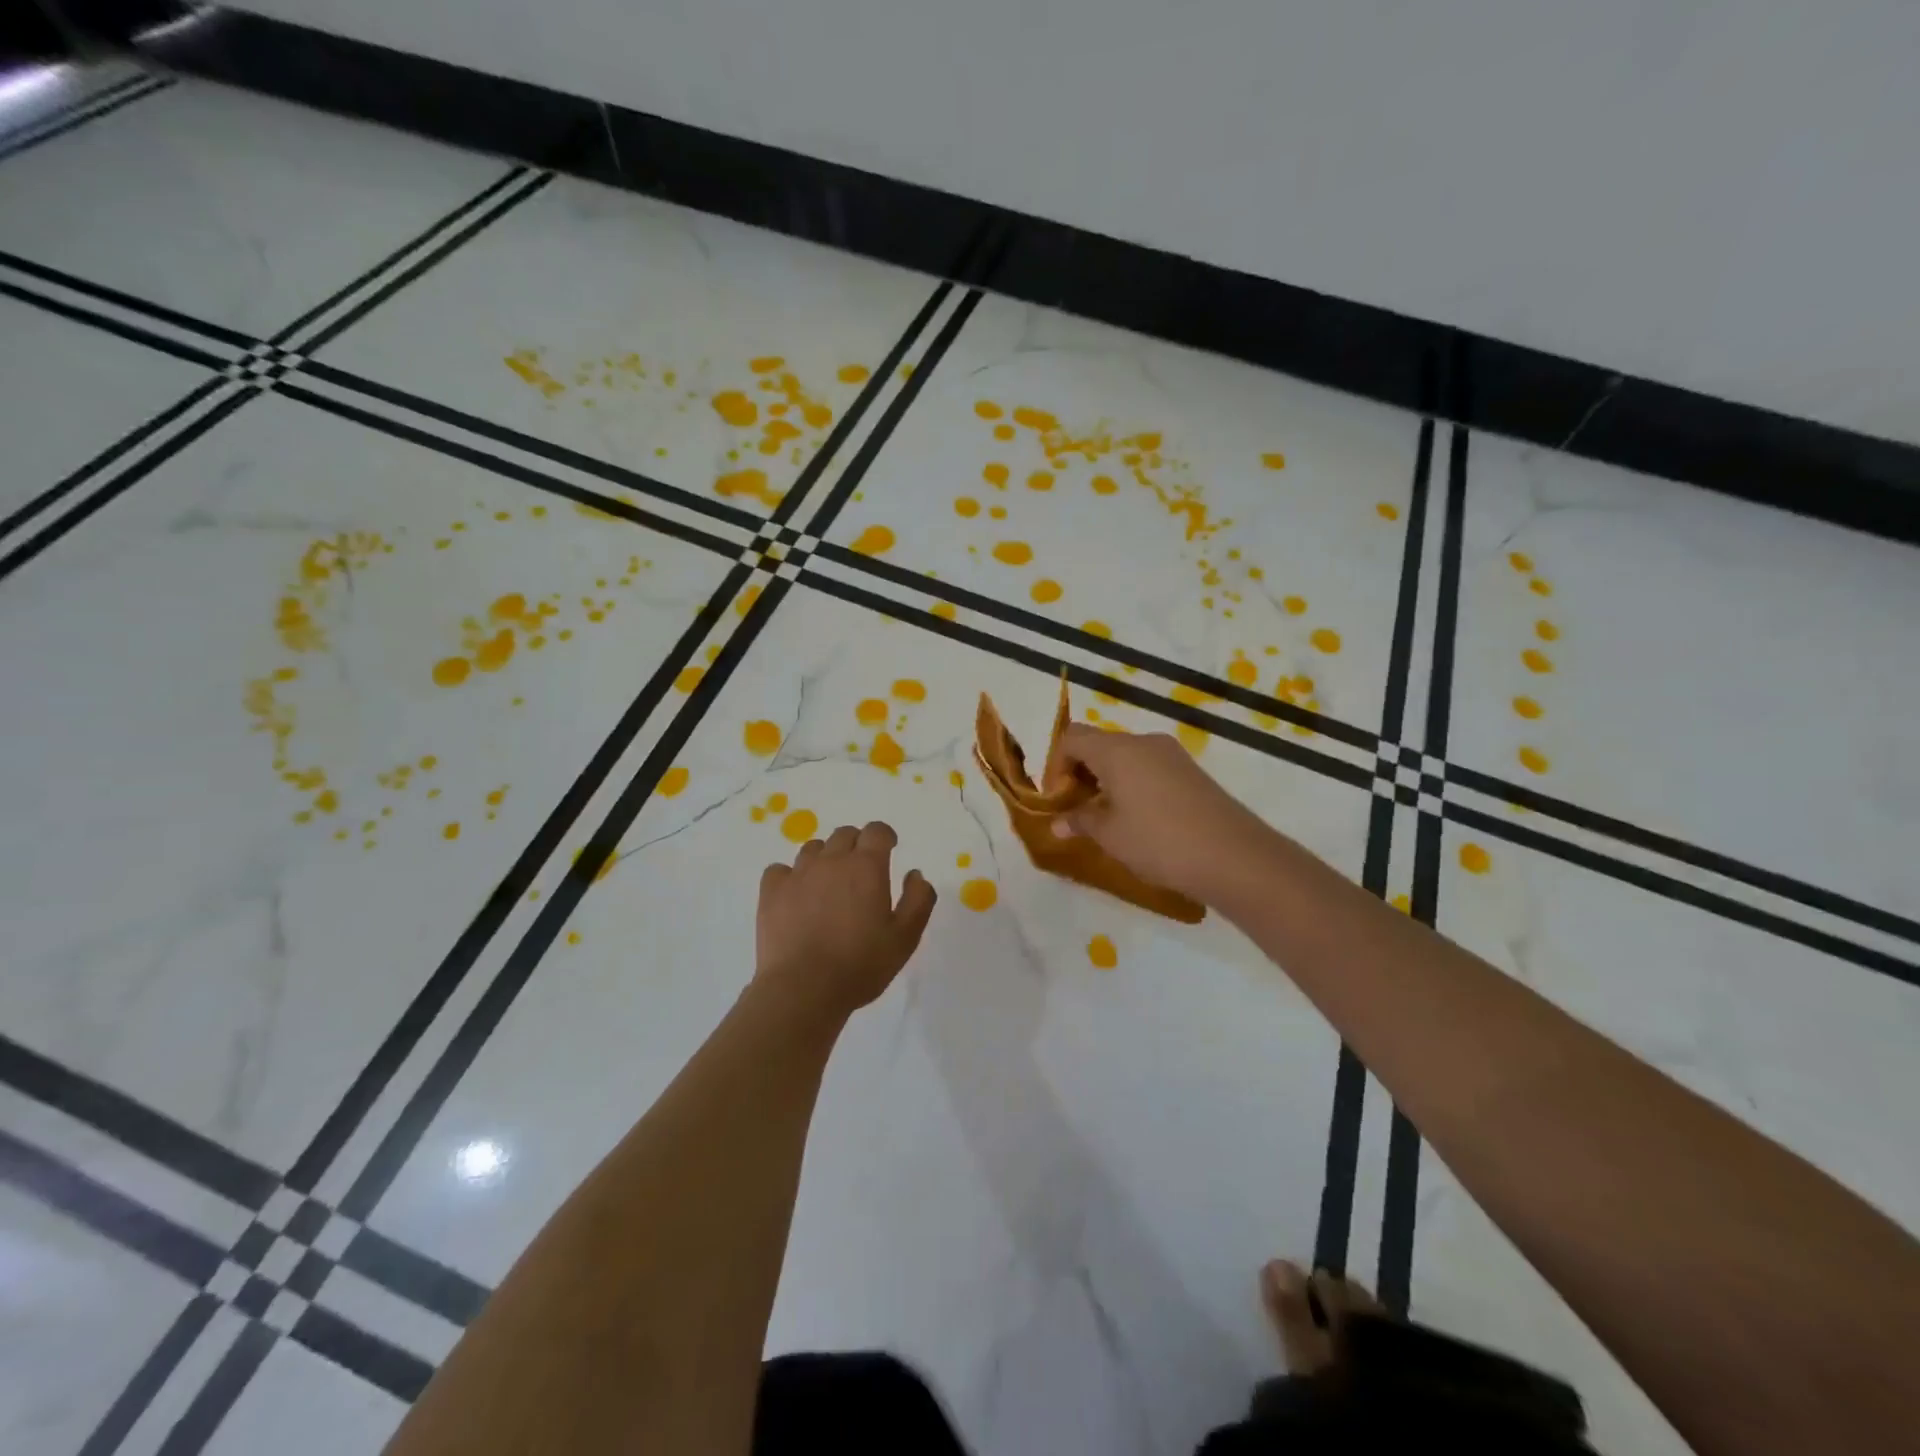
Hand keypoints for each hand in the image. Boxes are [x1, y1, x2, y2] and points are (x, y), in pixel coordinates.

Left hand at [756, 821, 936, 1020]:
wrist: (803, 989)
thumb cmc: (861, 964)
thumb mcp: (905, 938)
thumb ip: (918, 900)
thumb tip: (916, 874)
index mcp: (866, 866)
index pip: (877, 831)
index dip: (885, 836)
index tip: (889, 848)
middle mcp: (831, 861)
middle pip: (844, 835)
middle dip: (857, 845)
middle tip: (861, 870)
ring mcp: (798, 874)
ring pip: (813, 848)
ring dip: (825, 858)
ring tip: (829, 883)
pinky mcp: (771, 893)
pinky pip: (779, 869)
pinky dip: (790, 876)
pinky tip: (795, 894)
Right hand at [1049, 724, 1275, 903]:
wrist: (1233, 856)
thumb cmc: (1159, 841)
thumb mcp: (1110, 835)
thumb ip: (1080, 821)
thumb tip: (1058, 823)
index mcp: (1116, 750)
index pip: (1072, 738)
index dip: (1057, 764)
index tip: (1058, 798)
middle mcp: (1143, 742)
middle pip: (1099, 743)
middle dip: (1081, 772)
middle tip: (1078, 809)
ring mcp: (1172, 754)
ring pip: (1126, 756)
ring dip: (1108, 779)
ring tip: (1107, 817)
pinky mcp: (1191, 771)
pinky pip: (1149, 767)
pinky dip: (1133, 783)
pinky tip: (1139, 819)